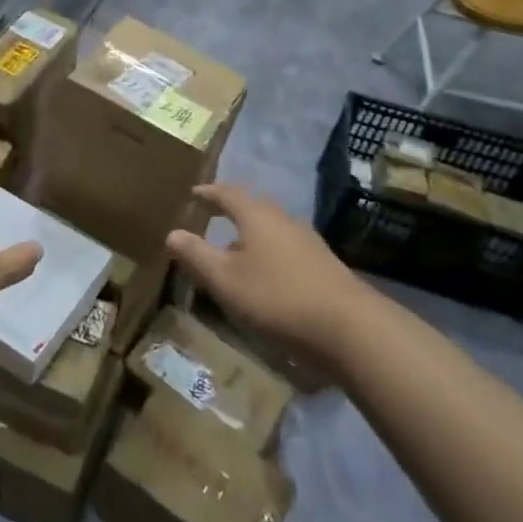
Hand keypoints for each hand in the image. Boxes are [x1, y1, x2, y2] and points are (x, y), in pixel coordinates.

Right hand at [166, 184, 358, 361]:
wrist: (350, 329)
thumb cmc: (277, 297)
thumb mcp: (225, 280)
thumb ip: (196, 256)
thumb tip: (172, 233)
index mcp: (257, 216)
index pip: (228, 193)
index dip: (209, 193)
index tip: (194, 193)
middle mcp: (284, 221)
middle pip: (254, 208)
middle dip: (232, 212)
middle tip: (212, 217)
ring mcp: (308, 244)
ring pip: (272, 231)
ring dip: (250, 237)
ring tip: (233, 254)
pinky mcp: (324, 268)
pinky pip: (286, 251)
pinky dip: (268, 256)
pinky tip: (264, 280)